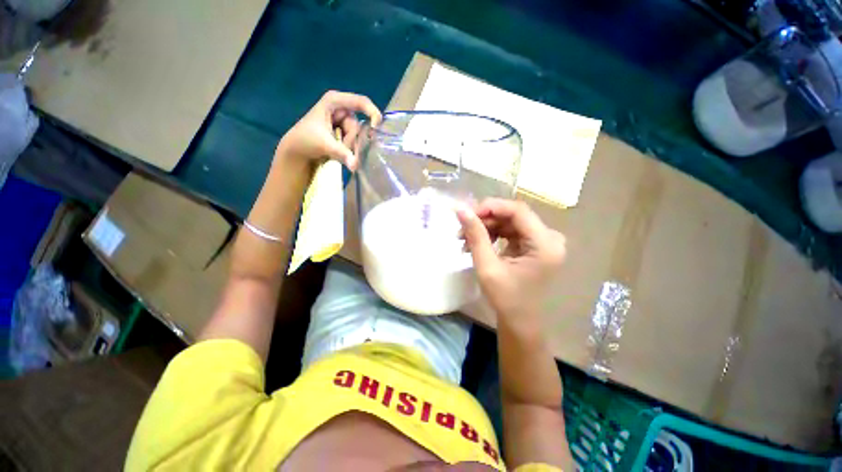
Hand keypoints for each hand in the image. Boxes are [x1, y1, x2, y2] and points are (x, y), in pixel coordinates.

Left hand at [275, 90, 381, 169]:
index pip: (361, 102)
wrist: (297, 151)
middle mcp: (341, 108)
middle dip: (352, 139)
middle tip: (340, 147)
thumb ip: (342, 153)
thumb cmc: (306, 141)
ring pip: (357, 136)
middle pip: (358, 125)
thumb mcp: (324, 144)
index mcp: (334, 101)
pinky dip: (350, 148)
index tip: (376, 129)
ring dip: (349, 146)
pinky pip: (355, 141)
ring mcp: (343, 121)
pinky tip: (340, 151)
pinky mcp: (344, 132)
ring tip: (336, 150)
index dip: (372, 113)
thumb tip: (356, 165)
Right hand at [457, 199, 565, 318]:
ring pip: (510, 222)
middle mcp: (550, 238)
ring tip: (464, 240)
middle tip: (461, 229)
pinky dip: (493, 234)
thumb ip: (475, 235)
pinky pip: (512, 231)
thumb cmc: (506, 299)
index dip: (490, 207)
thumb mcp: (487, 266)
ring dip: (486, 227)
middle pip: (513, 215)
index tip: (466, 214)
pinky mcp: (535, 245)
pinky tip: (477, 243)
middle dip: (484, 219)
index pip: (517, 211)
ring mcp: (544, 241)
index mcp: (545, 244)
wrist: (520, 321)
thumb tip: (460, 210)